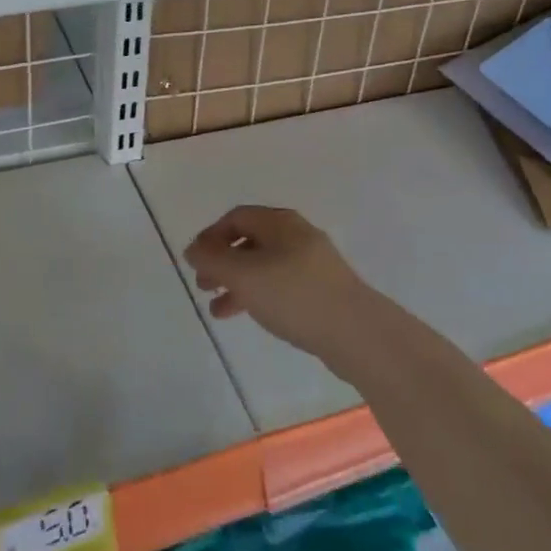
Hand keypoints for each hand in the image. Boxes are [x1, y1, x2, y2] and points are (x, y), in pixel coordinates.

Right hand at [183, 205, 376, 365]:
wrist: (357, 332)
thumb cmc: (294, 295)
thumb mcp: (244, 275)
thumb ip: (213, 259)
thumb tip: (192, 248)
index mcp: (280, 223)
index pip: (236, 217)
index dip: (210, 236)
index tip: (194, 261)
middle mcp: (297, 235)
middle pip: (250, 241)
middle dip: (222, 261)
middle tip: (202, 285)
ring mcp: (313, 263)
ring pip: (264, 266)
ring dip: (237, 283)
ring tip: (217, 310)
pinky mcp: (322, 291)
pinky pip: (281, 285)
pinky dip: (259, 296)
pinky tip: (250, 316)